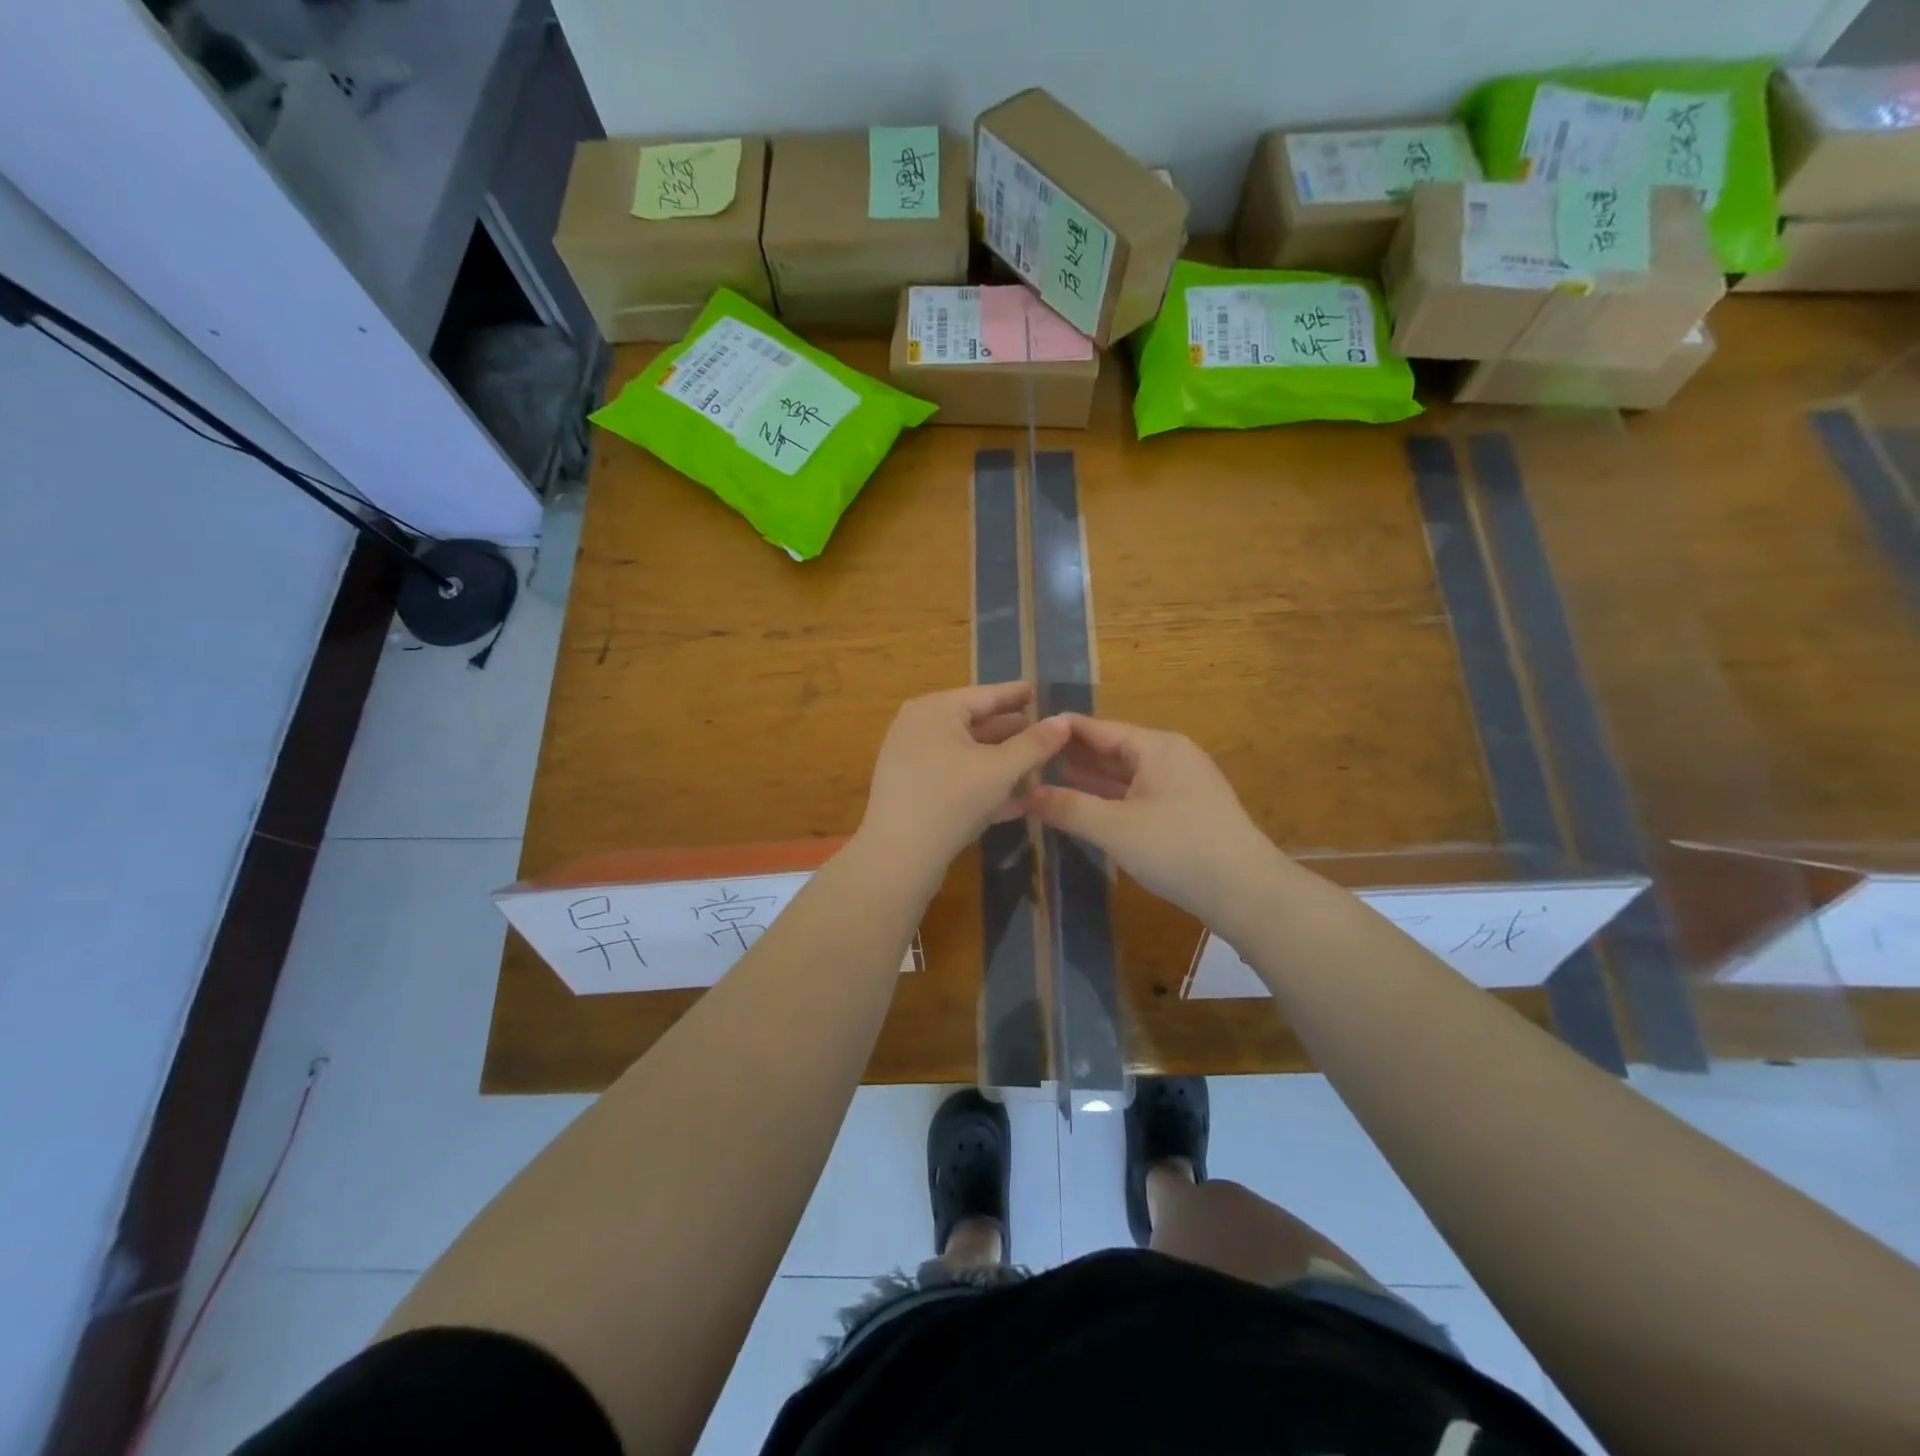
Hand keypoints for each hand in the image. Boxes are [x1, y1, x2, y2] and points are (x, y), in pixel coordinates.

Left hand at [857, 683, 1068, 877]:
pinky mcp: (911, 790)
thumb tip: (1064, 720)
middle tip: (1044, 734)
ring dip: (1001, 763)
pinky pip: (954, 777)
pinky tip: (1014, 800)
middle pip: (974, 724)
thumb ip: (1035, 744)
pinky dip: (981, 783)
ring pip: (966, 754)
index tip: (1037, 690)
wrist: (898, 857)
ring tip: (1036, 768)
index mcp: (936, 710)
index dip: (1015, 694)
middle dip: (1012, 734)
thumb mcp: (1001, 770)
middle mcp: (918, 726)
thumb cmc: (952, 800)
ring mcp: (911, 759)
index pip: (985, 695)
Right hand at [1028, 715, 1280, 929]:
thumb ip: (1068, 807)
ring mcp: (1181, 784)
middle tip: (1028, 759)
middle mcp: (1170, 756)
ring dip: (1090, 779)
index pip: (1099, 728)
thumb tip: (1024, 794)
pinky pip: (1138, 794)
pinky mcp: (1186, 811)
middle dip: (1073, 756)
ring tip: (1047, 780)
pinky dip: (1111, 798)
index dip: (1062, 731)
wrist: (1246, 892)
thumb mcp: (1114, 828)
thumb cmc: (1177, 848)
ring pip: (1125, 774)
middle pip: (1112, 749)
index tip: (1025, 730)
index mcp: (1156, 747)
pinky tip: (1085, 806)